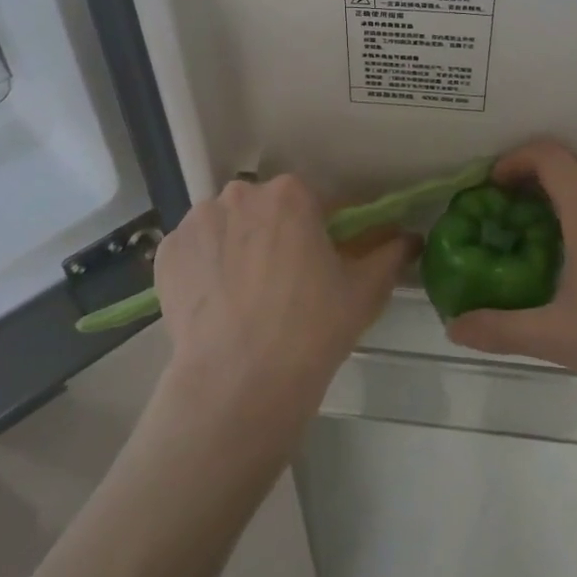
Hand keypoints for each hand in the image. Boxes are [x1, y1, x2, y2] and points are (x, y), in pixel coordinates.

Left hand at [154, 175, 413, 445]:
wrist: (240, 382)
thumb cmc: (312, 328)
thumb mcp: (365, 290)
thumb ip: (390, 253)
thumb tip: (409, 237)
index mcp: (290, 194)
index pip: (314, 201)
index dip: (322, 230)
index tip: (323, 261)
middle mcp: (240, 194)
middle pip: (265, 209)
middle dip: (275, 235)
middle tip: (285, 282)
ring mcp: (197, 222)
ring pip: (226, 226)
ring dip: (237, 247)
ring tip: (245, 297)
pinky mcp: (167, 253)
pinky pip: (194, 250)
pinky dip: (205, 268)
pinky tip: (216, 304)